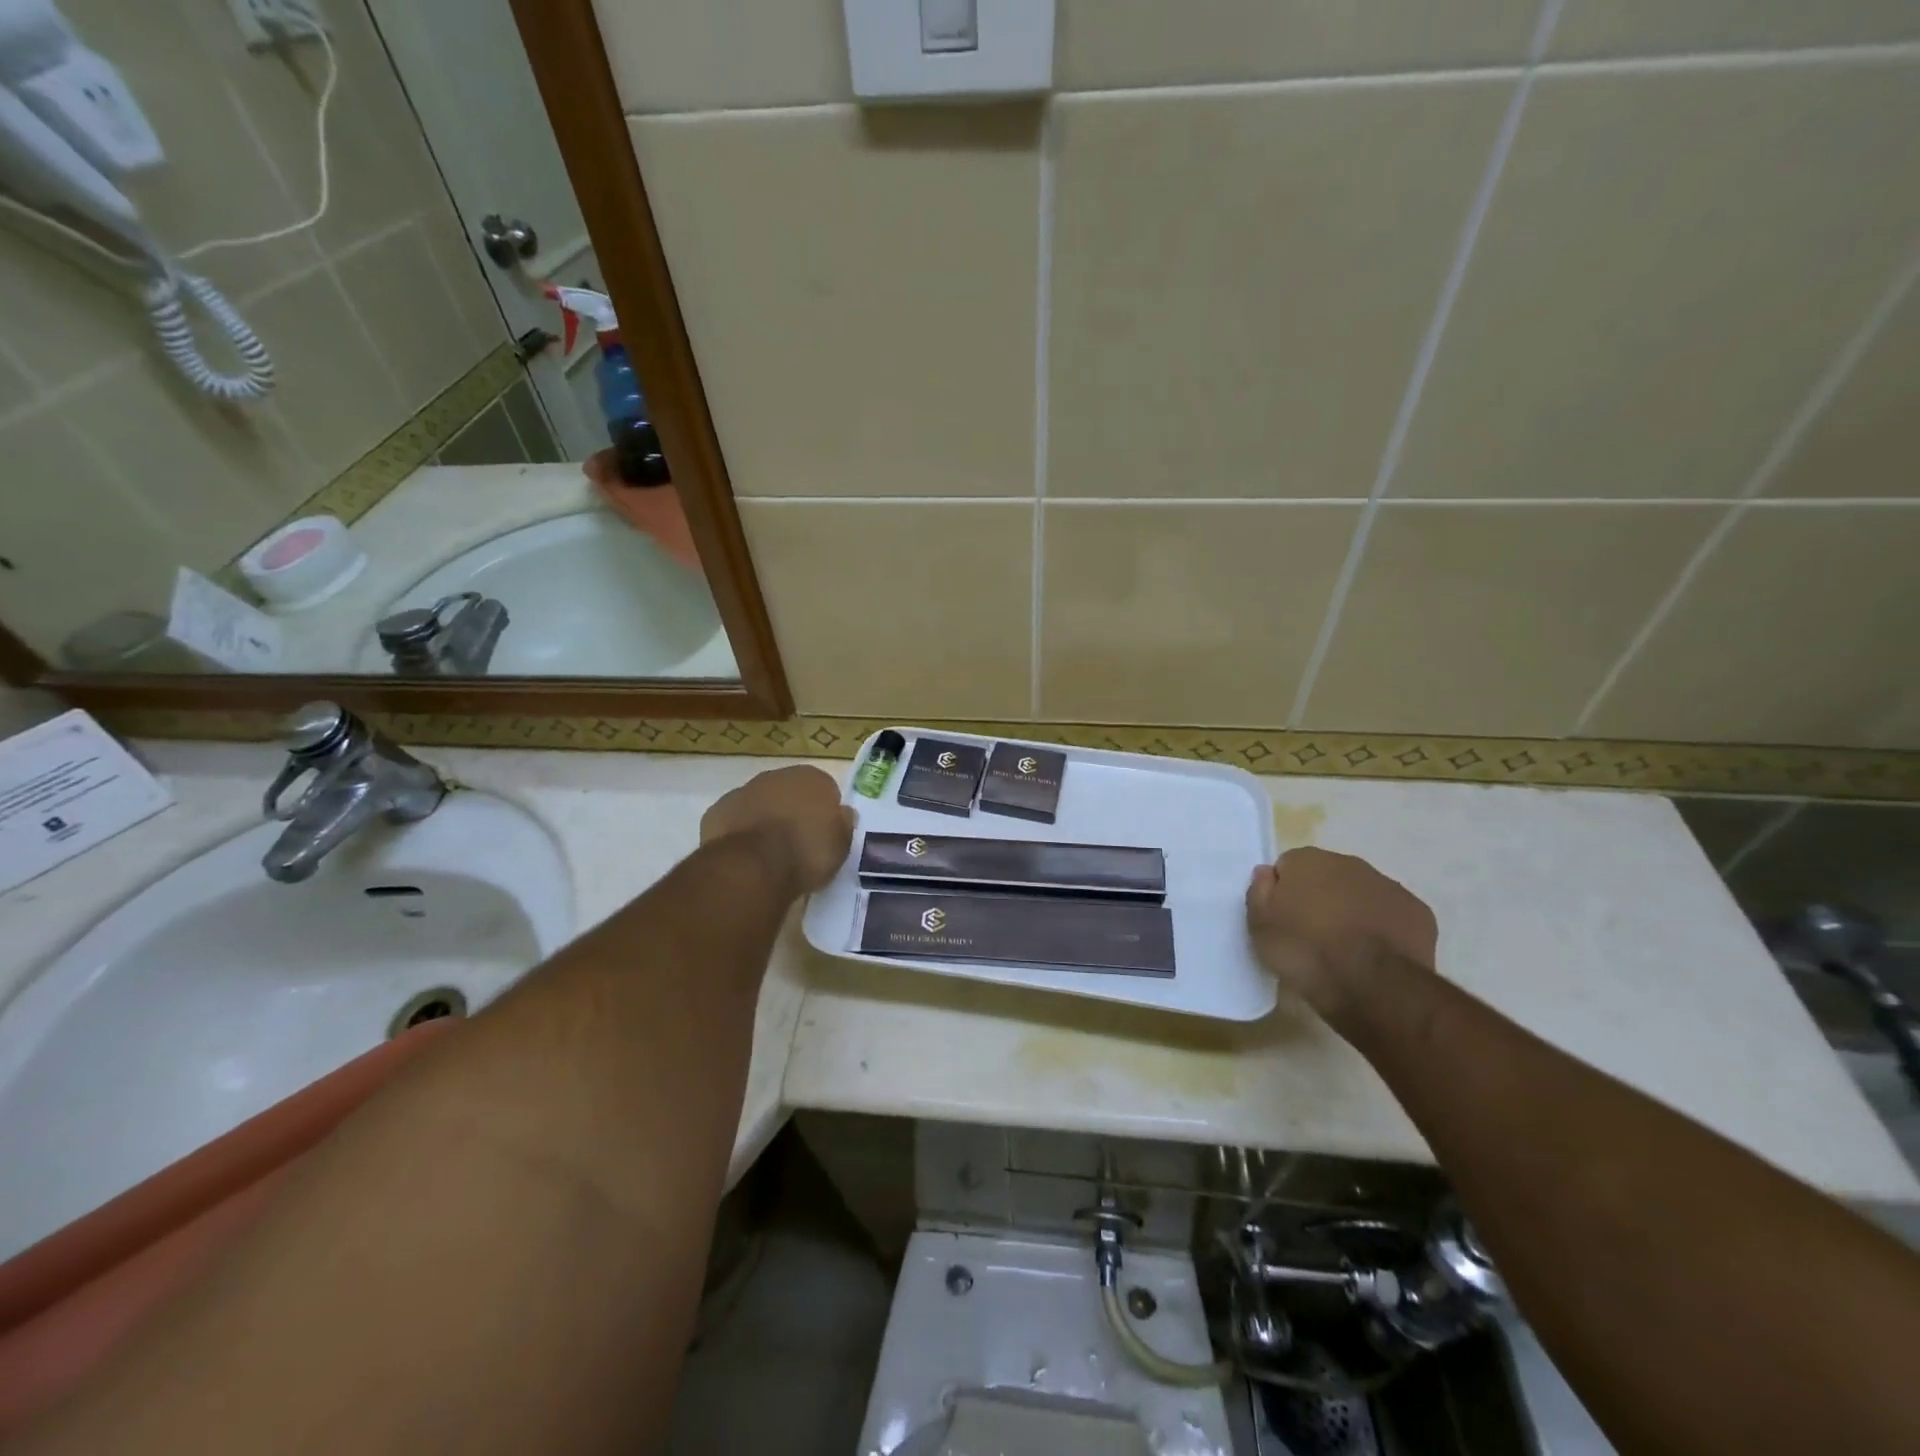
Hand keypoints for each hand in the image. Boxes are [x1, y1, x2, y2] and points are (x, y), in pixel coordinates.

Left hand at [701, 765, 855, 894]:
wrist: (754, 866)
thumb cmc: (807, 852)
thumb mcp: (841, 844)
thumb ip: (843, 824)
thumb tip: (843, 813)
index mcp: (811, 778)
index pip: (825, 789)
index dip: (825, 813)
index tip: (823, 835)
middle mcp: (777, 776)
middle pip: (789, 792)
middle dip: (792, 812)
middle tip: (797, 844)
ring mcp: (743, 791)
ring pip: (759, 804)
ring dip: (764, 821)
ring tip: (769, 855)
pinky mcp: (716, 811)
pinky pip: (734, 820)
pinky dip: (739, 833)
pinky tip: (744, 856)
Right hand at [1246, 848, 1437, 1020]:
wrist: (1370, 986)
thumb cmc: (1304, 951)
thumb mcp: (1259, 925)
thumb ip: (1259, 891)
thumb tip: (1267, 873)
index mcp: (1307, 861)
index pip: (1288, 866)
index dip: (1284, 892)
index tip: (1283, 918)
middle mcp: (1349, 863)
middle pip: (1328, 876)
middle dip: (1321, 898)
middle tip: (1312, 935)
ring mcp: (1388, 886)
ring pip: (1362, 893)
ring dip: (1353, 912)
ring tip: (1345, 949)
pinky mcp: (1418, 912)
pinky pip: (1392, 914)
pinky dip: (1384, 928)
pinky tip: (1376, 955)